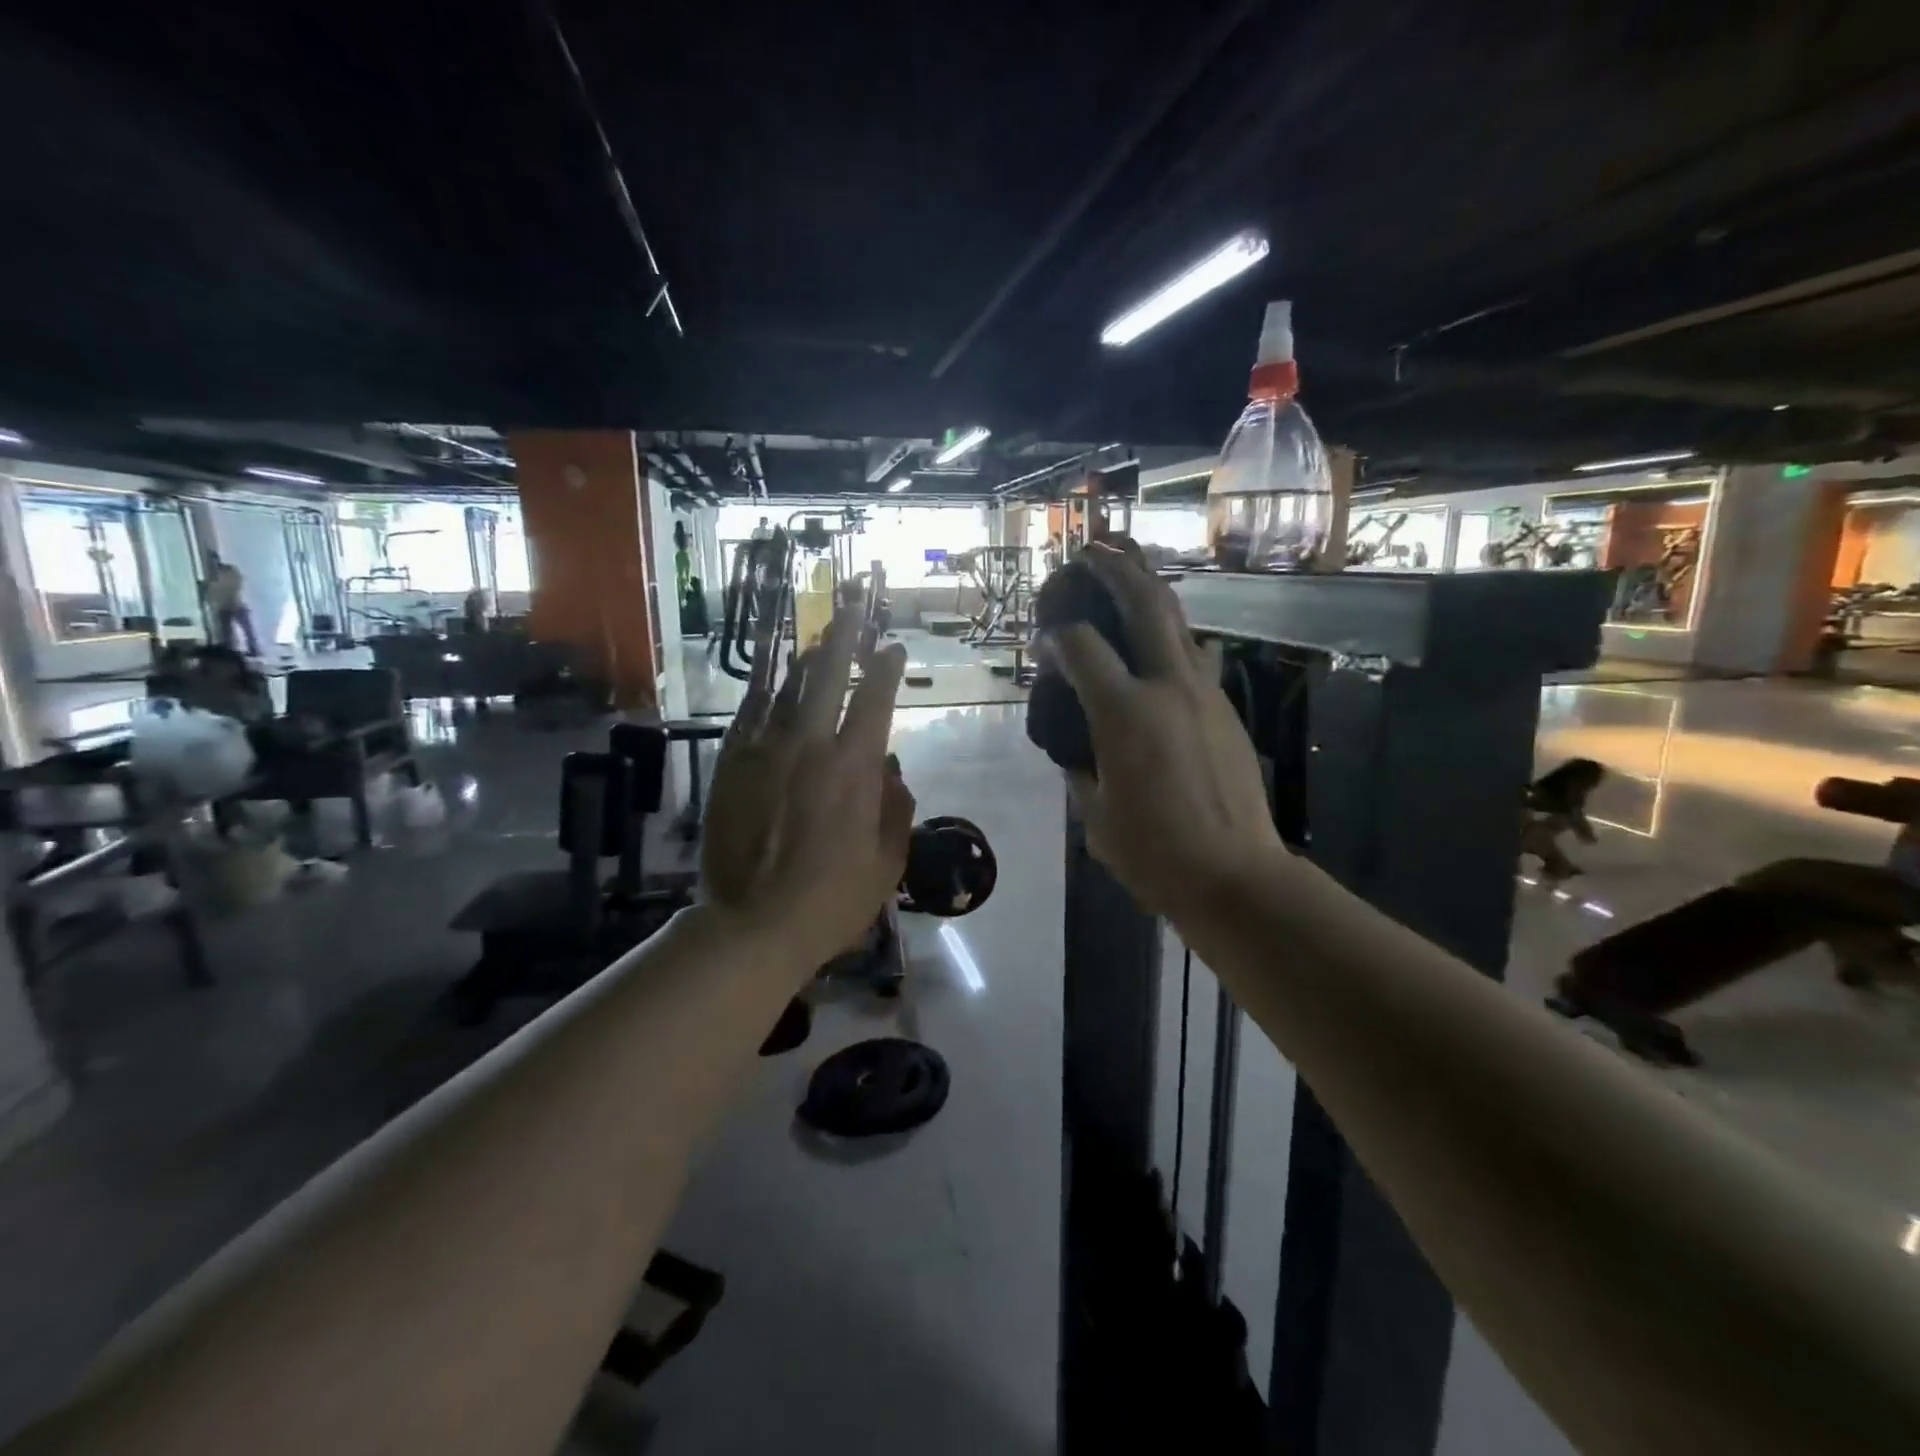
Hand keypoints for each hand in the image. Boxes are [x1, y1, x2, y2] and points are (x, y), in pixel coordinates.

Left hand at [701, 607, 915, 968]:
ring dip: (805, 656)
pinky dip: (763, 690)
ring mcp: (764, 751)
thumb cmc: (832, 900)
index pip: (875, 700)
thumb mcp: (887, 862)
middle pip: (828, 674)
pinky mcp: (730, 765)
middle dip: (845, 635)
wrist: (753, 926)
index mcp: (854, 768)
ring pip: (786, 686)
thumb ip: (896, 809)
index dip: (886, 668)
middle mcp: (809, 745)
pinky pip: (748, 714)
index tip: (893, 648)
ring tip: (816, 634)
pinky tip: (771, 676)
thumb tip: (892, 770)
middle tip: (854, 604)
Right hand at [1047, 542, 1288, 922]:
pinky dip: (1171, 634)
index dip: (1056, 635)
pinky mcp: (1226, 709)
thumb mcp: (1096, 816)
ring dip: (1151, 589)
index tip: (1044, 639)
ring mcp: (1204, 693)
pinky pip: (1195, 655)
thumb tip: (1073, 751)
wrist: (1236, 876)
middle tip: (1092, 551)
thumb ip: (1079, 770)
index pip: (1082, 647)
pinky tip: (1158, 638)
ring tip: (1129, 569)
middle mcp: (1167, 687)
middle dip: (1116, 569)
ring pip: (1179, 621)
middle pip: (1144, 604)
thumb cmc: (1155, 853)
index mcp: (1125, 713)